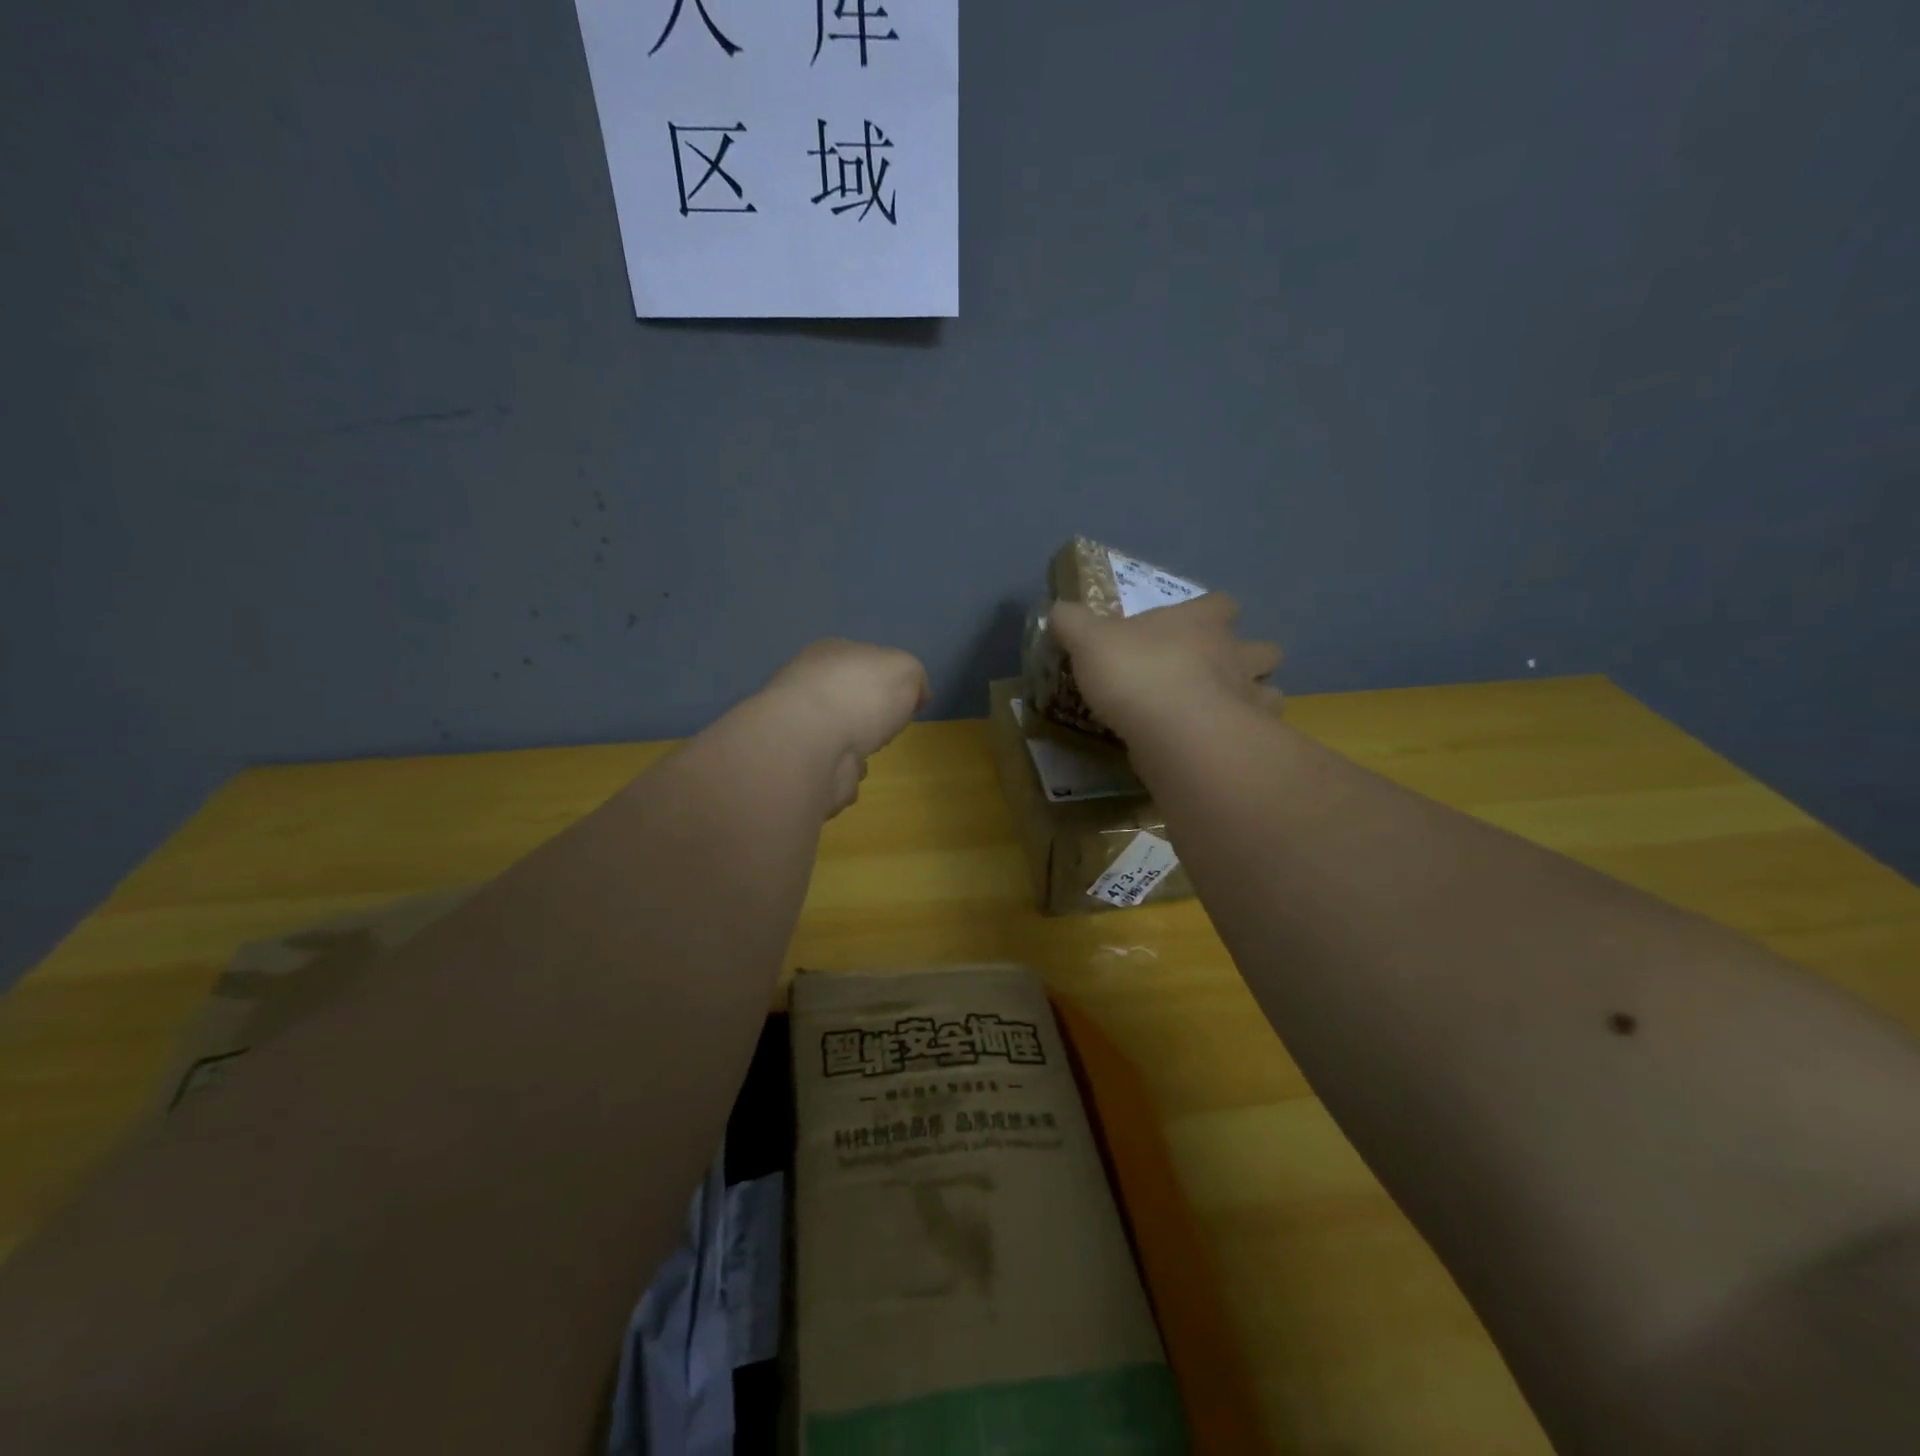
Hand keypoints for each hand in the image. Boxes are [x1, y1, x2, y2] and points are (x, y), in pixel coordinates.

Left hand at [760, 640, 929, 814]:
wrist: (811, 743)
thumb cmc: (861, 694)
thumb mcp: (906, 669)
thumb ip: (915, 678)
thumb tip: (917, 695)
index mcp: (831, 652)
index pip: (862, 659)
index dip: (887, 678)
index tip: (906, 699)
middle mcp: (808, 684)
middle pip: (848, 698)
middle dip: (868, 714)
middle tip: (886, 726)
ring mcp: (799, 725)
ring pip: (837, 734)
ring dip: (855, 746)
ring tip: (867, 751)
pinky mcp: (797, 763)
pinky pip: (830, 767)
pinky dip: (843, 773)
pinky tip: (849, 771)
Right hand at [1050, 594, 1280, 744]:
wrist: (1176, 732)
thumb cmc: (1136, 674)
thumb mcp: (1088, 641)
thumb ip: (1073, 623)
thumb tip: (1059, 609)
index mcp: (1199, 623)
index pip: (1221, 604)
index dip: (1212, 611)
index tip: (1197, 623)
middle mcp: (1234, 654)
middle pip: (1263, 648)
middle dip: (1249, 657)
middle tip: (1220, 674)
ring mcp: (1251, 698)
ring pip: (1273, 691)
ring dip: (1256, 699)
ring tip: (1229, 715)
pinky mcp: (1253, 740)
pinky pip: (1263, 734)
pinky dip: (1251, 739)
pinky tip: (1227, 749)